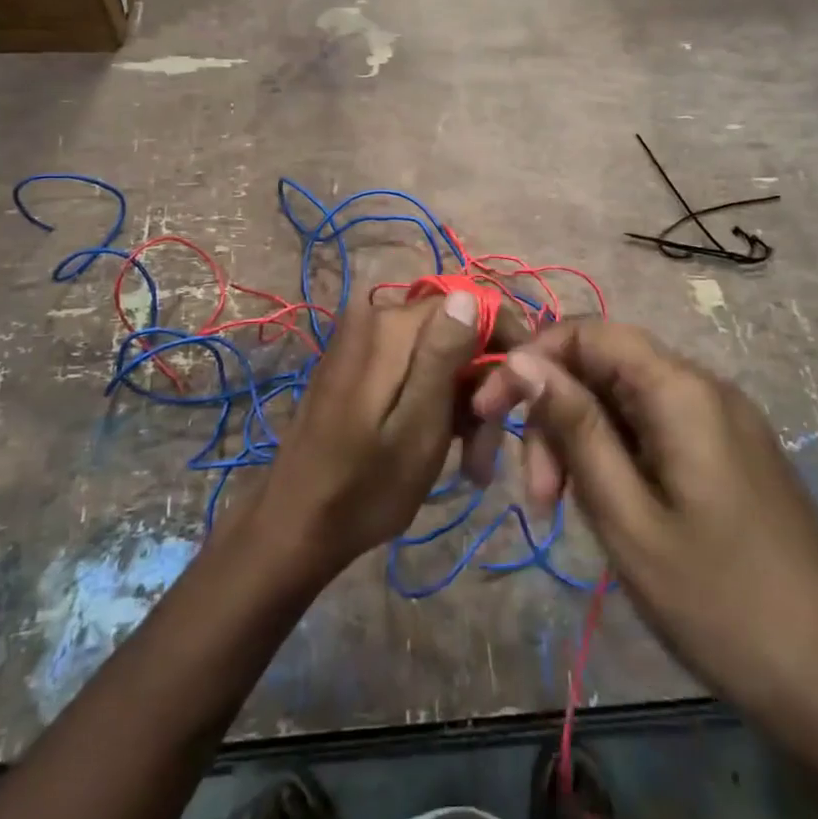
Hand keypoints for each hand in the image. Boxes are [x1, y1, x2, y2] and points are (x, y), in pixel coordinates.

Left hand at [243, 292, 485, 580]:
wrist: (296, 524)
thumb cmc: (366, 485)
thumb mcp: (419, 424)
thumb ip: (443, 354)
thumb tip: (468, 294)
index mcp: (392, 324)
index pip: (472, 303)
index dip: (506, 344)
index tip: (521, 395)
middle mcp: (375, 317)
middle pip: (455, 332)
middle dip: (481, 385)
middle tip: (486, 453)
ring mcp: (363, 340)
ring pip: (439, 354)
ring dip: (462, 403)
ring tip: (471, 464)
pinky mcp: (357, 364)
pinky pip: (413, 368)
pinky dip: (435, 403)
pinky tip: (444, 447)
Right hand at [471, 319, 817, 714]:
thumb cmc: (720, 604)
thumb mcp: (627, 516)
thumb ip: (574, 427)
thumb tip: (521, 360)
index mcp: (682, 391)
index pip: (590, 332)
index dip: (533, 360)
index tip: (490, 412)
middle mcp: (706, 389)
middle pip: (606, 368)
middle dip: (557, 414)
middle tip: (537, 496)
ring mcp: (724, 423)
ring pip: (627, 402)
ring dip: (583, 441)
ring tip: (564, 511)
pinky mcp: (731, 456)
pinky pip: (656, 430)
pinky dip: (617, 456)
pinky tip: (610, 508)